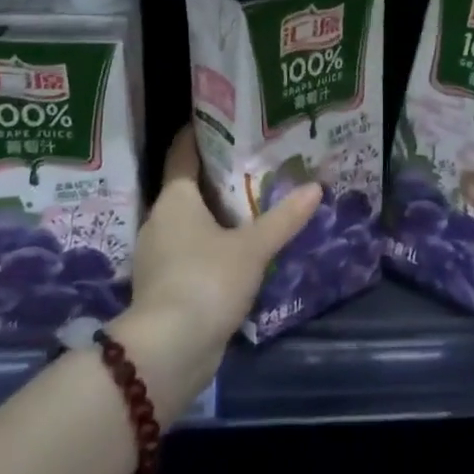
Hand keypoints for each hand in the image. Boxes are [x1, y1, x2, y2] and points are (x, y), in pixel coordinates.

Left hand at [120, 127, 322, 378]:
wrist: (168, 351)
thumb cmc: (206, 281)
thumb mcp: (252, 248)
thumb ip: (283, 218)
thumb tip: (315, 188)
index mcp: (174, 199)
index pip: (182, 153)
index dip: (199, 134)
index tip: (223, 122)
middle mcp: (159, 220)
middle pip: (187, 187)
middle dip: (217, 176)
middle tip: (254, 164)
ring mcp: (158, 255)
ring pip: (189, 221)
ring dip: (215, 214)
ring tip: (252, 205)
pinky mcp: (163, 285)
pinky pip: (189, 251)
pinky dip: (210, 244)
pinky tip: (238, 250)